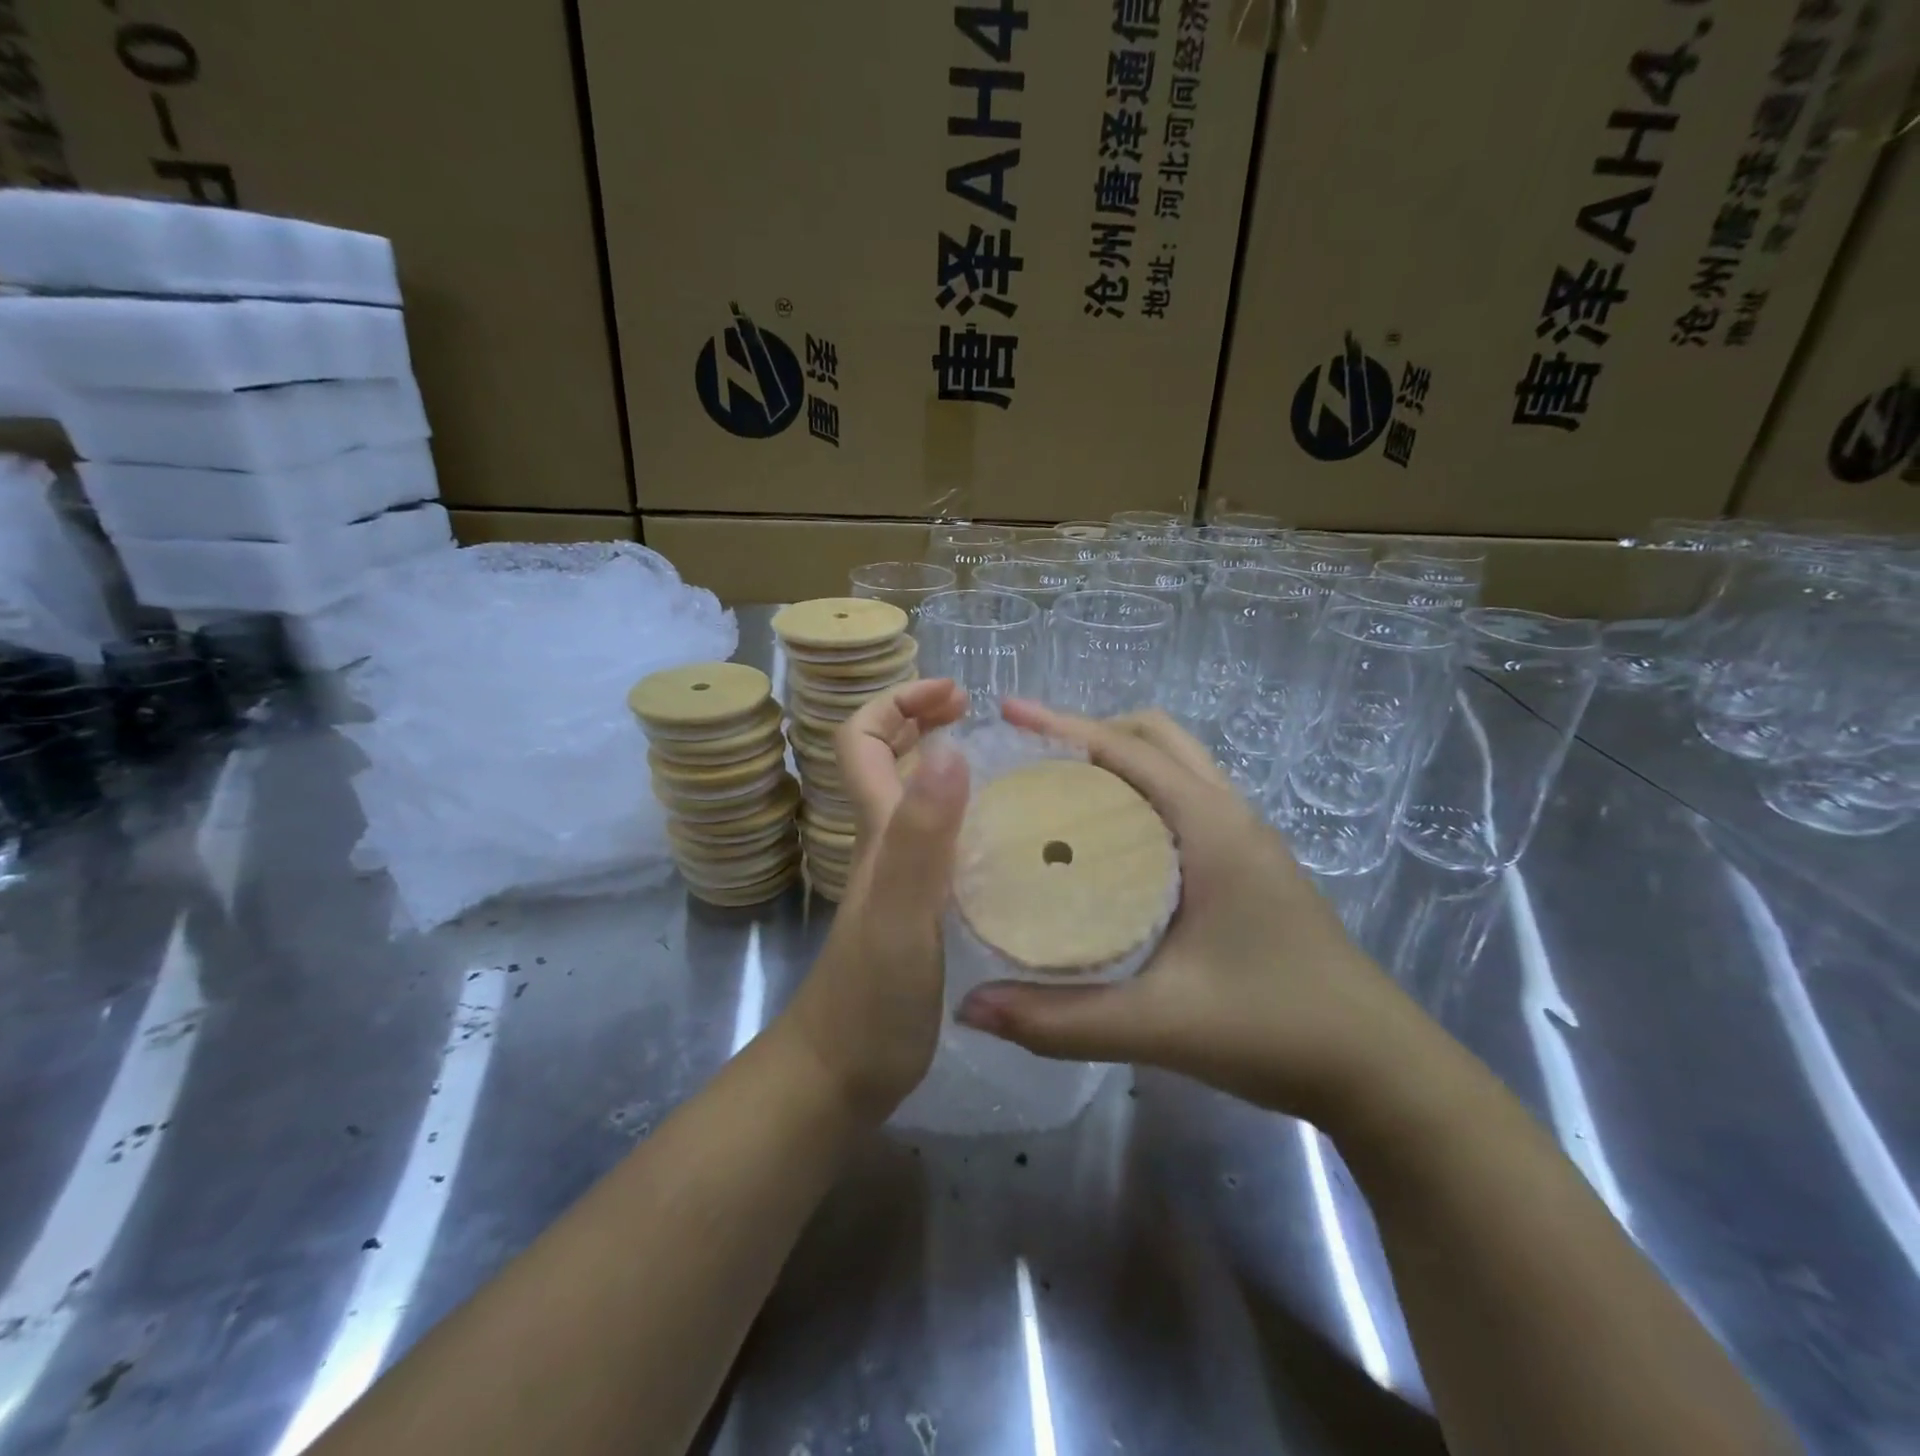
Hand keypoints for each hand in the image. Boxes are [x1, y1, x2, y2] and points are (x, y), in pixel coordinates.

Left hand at [779, 678, 969, 1121]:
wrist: (842, 1076)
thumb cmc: (871, 998)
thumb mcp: (901, 913)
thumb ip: (922, 837)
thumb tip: (949, 749)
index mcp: (880, 832)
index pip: (863, 741)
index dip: (898, 703)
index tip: (955, 696)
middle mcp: (886, 845)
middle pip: (888, 760)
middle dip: (925, 720)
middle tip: (981, 715)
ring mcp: (901, 879)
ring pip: (918, 801)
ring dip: (951, 767)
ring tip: (1012, 765)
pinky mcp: (920, 912)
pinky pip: (945, 844)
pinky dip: (972, 820)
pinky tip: (1014, 839)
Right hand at [953, 701, 1417, 1120]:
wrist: (1379, 1070)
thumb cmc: (1276, 1029)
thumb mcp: (1158, 1025)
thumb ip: (1060, 1020)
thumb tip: (971, 1007)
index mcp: (1211, 826)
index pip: (1128, 749)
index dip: (1063, 725)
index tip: (1008, 713)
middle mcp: (1229, 816)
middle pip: (1154, 739)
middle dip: (1090, 733)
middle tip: (1029, 761)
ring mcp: (1244, 839)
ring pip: (1174, 767)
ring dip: (1117, 761)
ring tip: (1056, 791)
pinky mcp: (1248, 867)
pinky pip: (1183, 802)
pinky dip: (1138, 795)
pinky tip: (1105, 844)